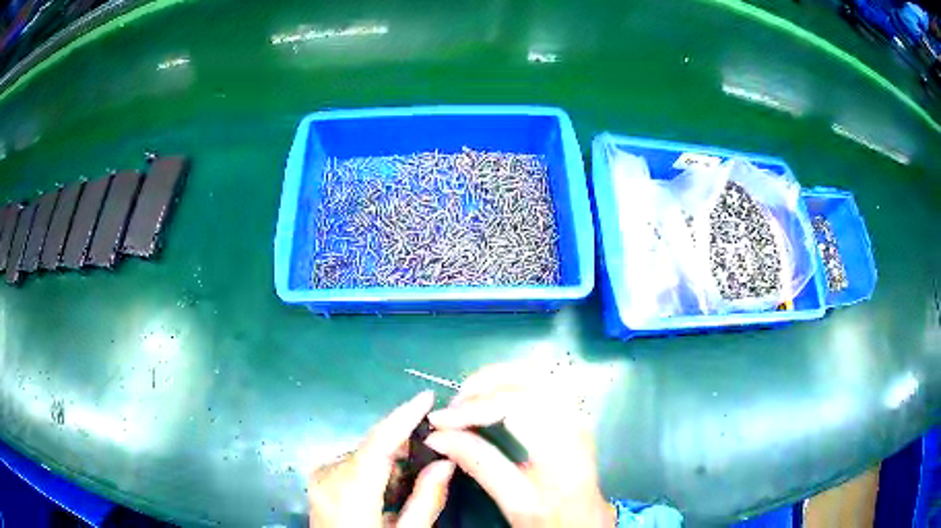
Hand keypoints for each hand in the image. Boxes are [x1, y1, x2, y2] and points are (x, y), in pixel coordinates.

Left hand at [309, 391, 455, 527]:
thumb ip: (426, 499)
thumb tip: (447, 461)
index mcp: (349, 490)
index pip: (378, 442)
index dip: (403, 416)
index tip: (427, 396)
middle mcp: (328, 475)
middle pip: (373, 446)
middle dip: (405, 444)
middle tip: (436, 450)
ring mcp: (320, 476)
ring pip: (364, 454)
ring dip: (391, 458)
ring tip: (415, 476)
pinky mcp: (319, 480)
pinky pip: (354, 463)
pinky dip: (377, 468)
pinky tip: (392, 486)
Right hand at [425, 362, 615, 527]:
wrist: (585, 520)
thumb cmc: (550, 516)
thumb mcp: (513, 501)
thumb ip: (479, 465)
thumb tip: (438, 437)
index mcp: (562, 449)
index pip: (517, 406)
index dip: (474, 408)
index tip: (440, 421)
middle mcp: (575, 422)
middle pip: (530, 380)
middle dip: (484, 384)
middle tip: (453, 405)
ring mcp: (577, 413)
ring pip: (538, 374)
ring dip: (497, 378)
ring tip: (467, 397)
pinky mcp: (573, 412)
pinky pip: (541, 382)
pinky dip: (511, 381)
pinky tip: (492, 395)